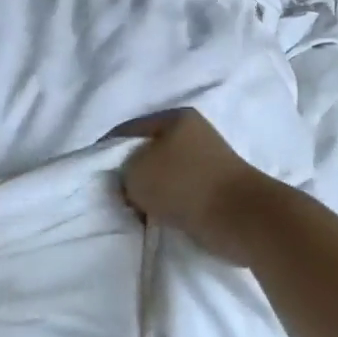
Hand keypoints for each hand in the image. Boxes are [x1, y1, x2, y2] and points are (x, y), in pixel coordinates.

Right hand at [115, 109, 273, 265]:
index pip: (127, 130)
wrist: (243, 218)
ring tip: (138, 211)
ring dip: (150, 192)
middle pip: (147, 152)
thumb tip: (131, 180)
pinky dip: (169, 204)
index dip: (105, 152)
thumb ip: (122, 170)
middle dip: (130, 174)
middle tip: (117, 197)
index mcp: (175, 118)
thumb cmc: (185, 186)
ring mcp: (208, 160)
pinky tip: (160, 217)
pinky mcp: (217, 187)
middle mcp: (194, 133)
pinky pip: (180, 192)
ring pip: (164, 174)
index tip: (94, 176)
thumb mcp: (136, 172)